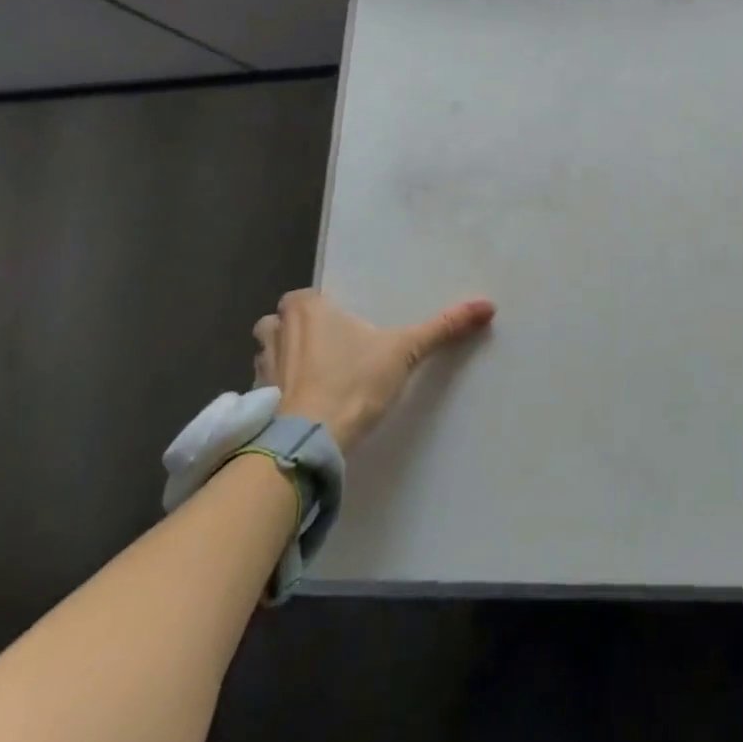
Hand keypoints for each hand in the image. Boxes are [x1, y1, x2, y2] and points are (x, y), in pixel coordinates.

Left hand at [253, 289, 495, 452]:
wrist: (308, 443)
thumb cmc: (353, 384)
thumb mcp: (405, 351)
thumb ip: (442, 327)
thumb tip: (488, 306)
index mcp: (305, 308)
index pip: (307, 298)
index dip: (325, 312)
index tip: (344, 328)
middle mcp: (275, 330)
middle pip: (283, 322)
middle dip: (300, 333)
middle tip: (332, 350)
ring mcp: (260, 368)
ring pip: (270, 353)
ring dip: (286, 362)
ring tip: (317, 379)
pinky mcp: (254, 403)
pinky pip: (267, 388)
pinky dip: (280, 393)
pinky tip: (304, 407)